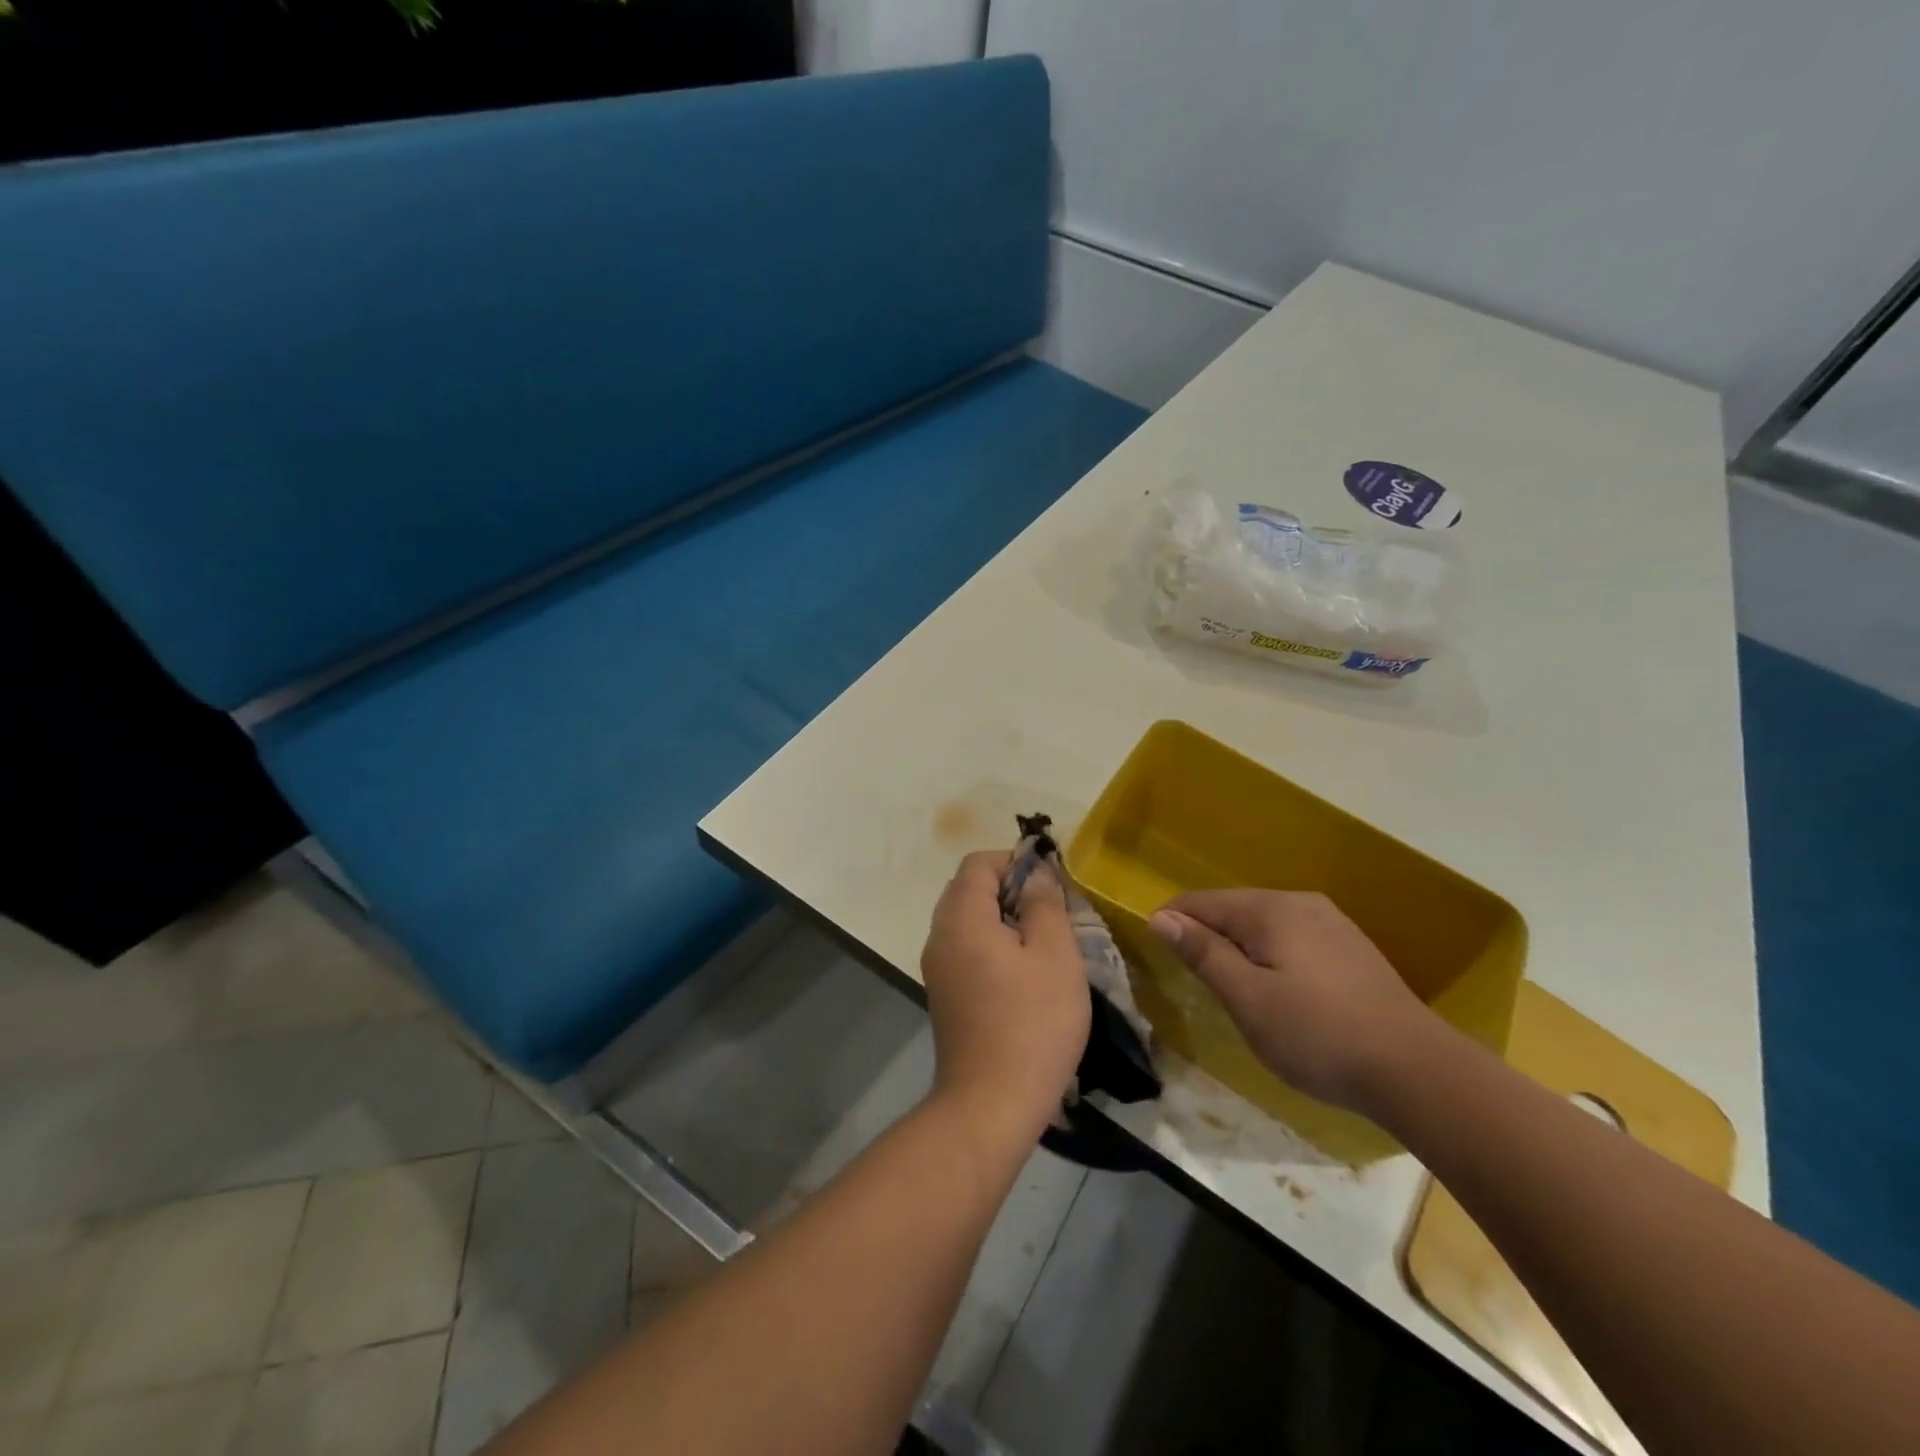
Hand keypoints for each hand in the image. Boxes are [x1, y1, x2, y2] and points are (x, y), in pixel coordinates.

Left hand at [920, 851, 1090, 1141]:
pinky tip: (1024, 973)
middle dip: (1010, 889)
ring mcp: (937, 968)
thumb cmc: (1032, 1023)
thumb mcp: (1055, 956)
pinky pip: (966, 950)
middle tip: (1052, 910)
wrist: (990, 1104)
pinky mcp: (944, 995)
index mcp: (961, 917)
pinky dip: (992, 945)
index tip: (1051, 881)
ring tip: (1044, 941)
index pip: (979, 863)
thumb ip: (1044, 904)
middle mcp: (939, 936)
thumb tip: (1036, 874)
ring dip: (1004, 919)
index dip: (1015, 861)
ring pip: (968, 921)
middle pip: (969, 889)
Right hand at [1150, 890, 1434, 1111]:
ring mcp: (1332, 923)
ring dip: (1240, 948)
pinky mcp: (1352, 948)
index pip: (1201, 902)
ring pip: (1264, 924)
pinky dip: (1272, 956)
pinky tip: (1280, 991)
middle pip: (1234, 908)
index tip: (1157, 955)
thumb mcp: (1247, 999)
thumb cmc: (1318, 1035)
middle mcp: (1300, 903)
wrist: (1418, 1071)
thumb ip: (1203, 953)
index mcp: (1270, 909)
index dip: (1172, 923)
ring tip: (1234, 989)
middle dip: (1207, 936)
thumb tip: (1161, 917)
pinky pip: (1293, 938)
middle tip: (1197, 982)